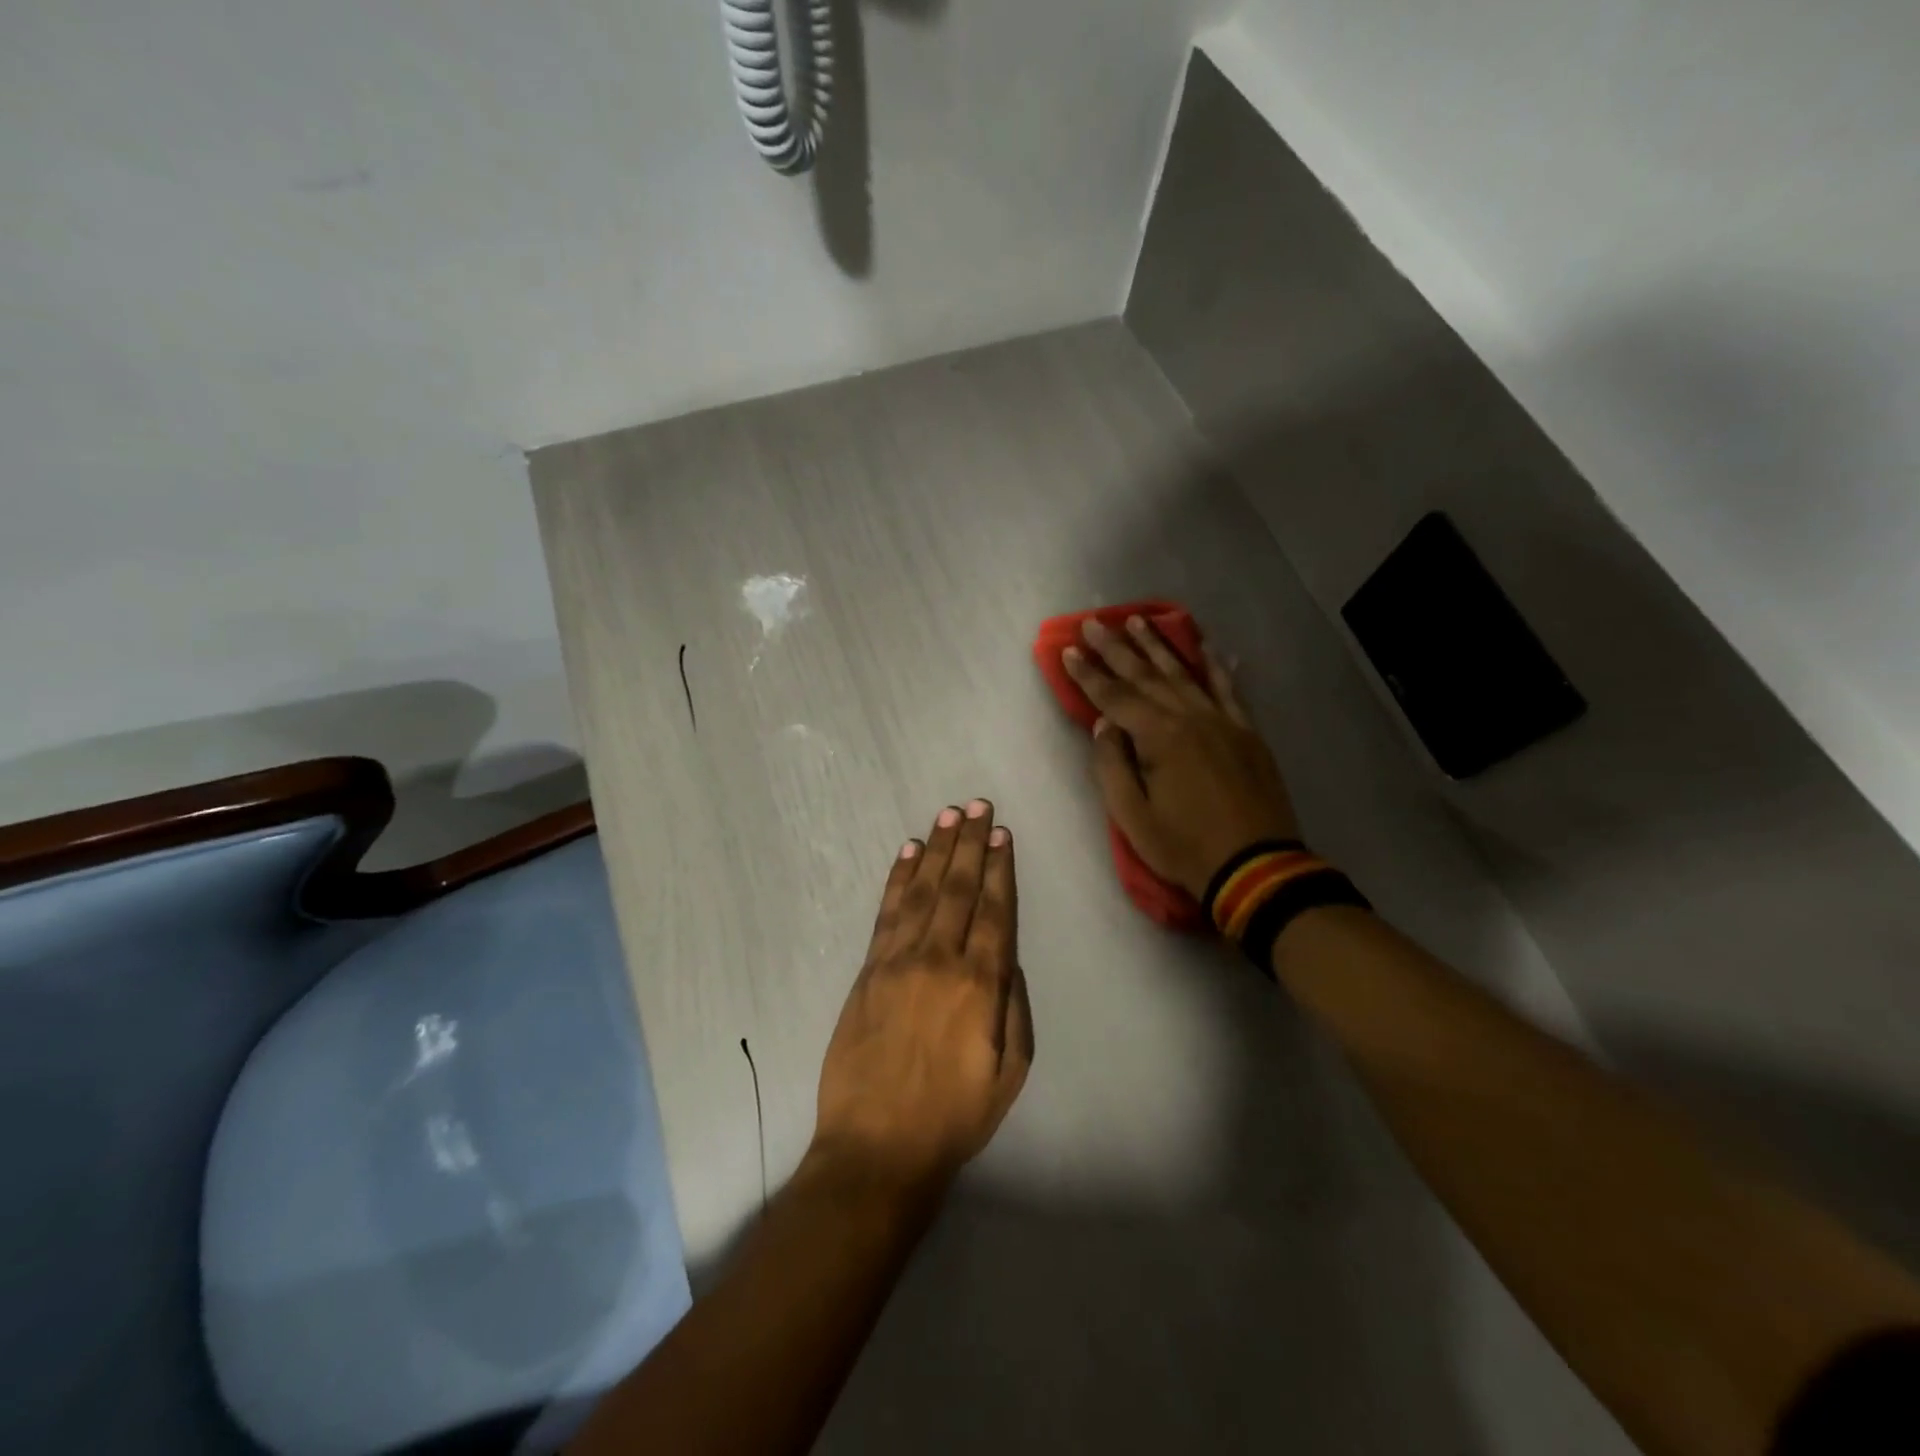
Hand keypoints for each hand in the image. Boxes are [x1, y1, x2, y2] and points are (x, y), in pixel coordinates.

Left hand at [813, 800, 1033, 1192]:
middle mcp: (940, 960)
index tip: (1002, 835)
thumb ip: (1014, 1008)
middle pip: (959, 888)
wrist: (877, 1148)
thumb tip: (1008, 958)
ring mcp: (898, 961)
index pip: (994, 911)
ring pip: (923, 891)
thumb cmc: (954, 1116)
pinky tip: (908, 853)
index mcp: (980, 985)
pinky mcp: (868, 970)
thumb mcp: (1010, 1073)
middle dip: (971, 844)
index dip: (999, 869)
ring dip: (937, 850)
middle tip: (978, 806)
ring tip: (949, 816)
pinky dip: (898, 879)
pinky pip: (887, 913)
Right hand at [1065, 616, 1298, 899]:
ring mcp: (1222, 721)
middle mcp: (1190, 717)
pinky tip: (1206, 645)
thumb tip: (1104, 725)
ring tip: (1137, 621)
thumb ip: (1112, 766)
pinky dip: (1215, 665)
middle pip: (1146, 676)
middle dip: (1116, 648)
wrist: (1257, 867)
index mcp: (1159, 737)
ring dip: (1157, 646)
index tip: (1069, 650)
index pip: (1114, 697)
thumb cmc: (1185, 846)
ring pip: (1183, 674)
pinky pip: (1227, 688)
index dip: (1088, 674)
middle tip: (1094, 622)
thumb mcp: (1132, 817)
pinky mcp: (1247, 732)